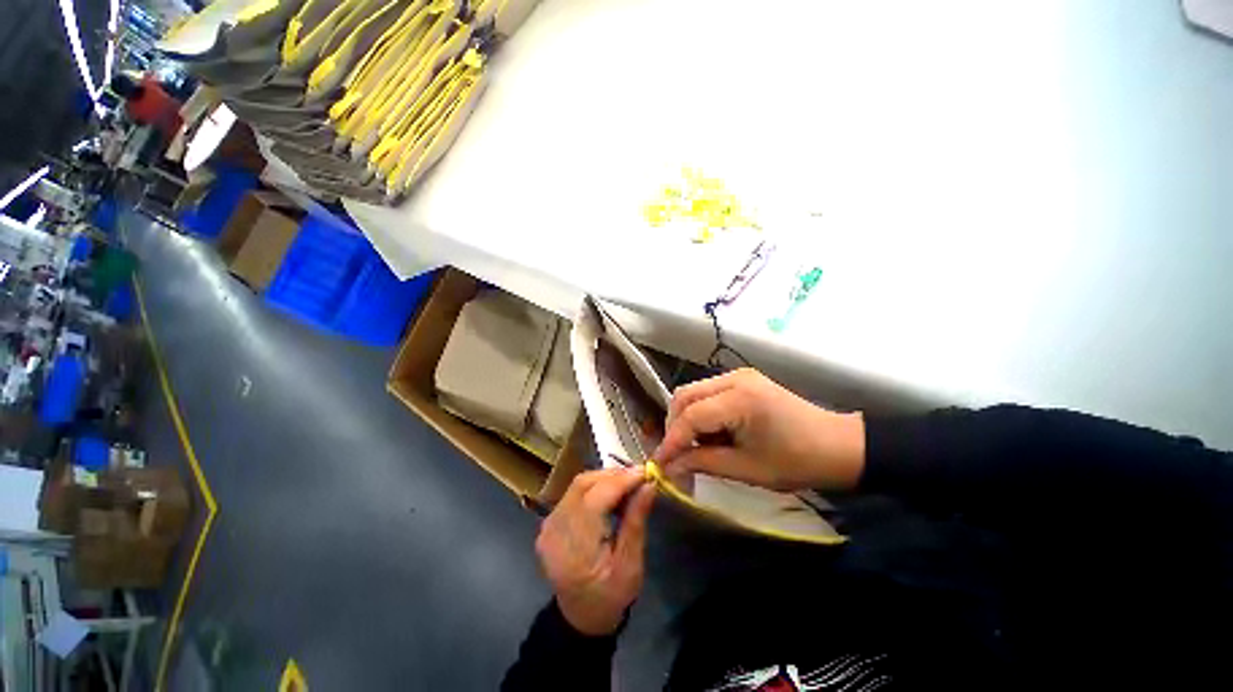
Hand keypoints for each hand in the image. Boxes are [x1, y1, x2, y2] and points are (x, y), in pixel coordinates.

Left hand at [536, 467, 655, 635]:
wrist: (580, 617)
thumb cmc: (610, 596)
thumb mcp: (630, 565)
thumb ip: (636, 521)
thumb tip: (649, 485)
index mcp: (575, 548)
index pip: (596, 498)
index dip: (621, 480)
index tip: (645, 472)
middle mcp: (555, 530)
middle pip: (583, 484)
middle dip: (613, 475)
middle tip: (638, 477)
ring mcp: (548, 525)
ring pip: (577, 485)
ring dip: (604, 479)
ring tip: (627, 484)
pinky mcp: (549, 523)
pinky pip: (573, 494)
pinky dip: (594, 488)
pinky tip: (610, 495)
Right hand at [653, 368, 865, 491]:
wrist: (838, 446)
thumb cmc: (797, 462)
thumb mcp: (746, 469)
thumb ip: (702, 463)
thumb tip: (669, 467)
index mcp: (739, 399)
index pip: (690, 416)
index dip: (671, 441)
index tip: (659, 464)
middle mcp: (734, 379)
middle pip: (685, 396)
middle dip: (674, 426)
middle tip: (675, 455)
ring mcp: (738, 376)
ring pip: (693, 392)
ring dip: (685, 419)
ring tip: (692, 446)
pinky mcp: (742, 380)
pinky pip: (707, 393)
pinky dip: (700, 413)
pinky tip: (708, 433)